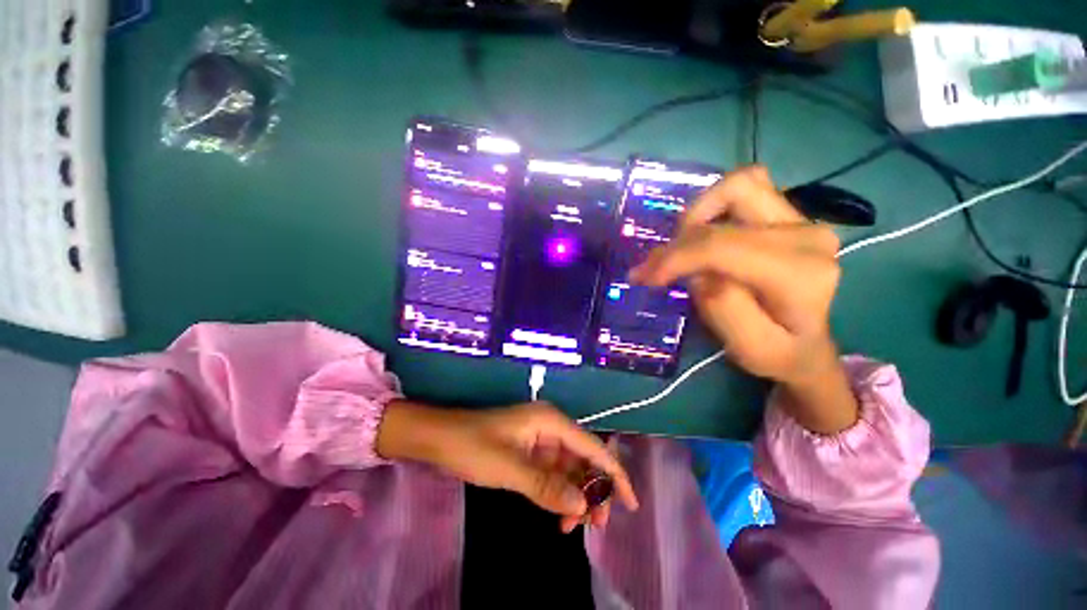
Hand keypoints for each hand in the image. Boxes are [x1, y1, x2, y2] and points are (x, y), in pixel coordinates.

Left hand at [376, 401, 637, 531]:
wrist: (440, 438)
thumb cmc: (473, 446)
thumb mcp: (510, 469)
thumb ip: (547, 487)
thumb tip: (582, 507)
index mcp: (551, 421)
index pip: (593, 447)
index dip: (614, 474)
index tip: (630, 504)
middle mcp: (552, 427)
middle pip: (584, 459)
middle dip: (593, 491)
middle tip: (595, 527)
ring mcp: (541, 439)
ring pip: (570, 468)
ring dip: (576, 496)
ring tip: (572, 527)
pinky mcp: (531, 451)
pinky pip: (554, 473)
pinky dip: (559, 493)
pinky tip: (558, 514)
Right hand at [629, 166, 857, 434]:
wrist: (807, 344)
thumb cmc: (778, 353)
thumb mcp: (749, 349)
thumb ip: (725, 309)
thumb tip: (698, 273)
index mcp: (800, 275)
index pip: (722, 247)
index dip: (675, 257)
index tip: (644, 277)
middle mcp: (807, 235)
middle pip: (726, 210)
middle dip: (679, 239)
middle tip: (653, 268)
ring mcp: (802, 220)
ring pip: (739, 186)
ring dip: (697, 214)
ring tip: (680, 248)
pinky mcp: (790, 215)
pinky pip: (744, 191)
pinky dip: (712, 208)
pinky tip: (700, 237)